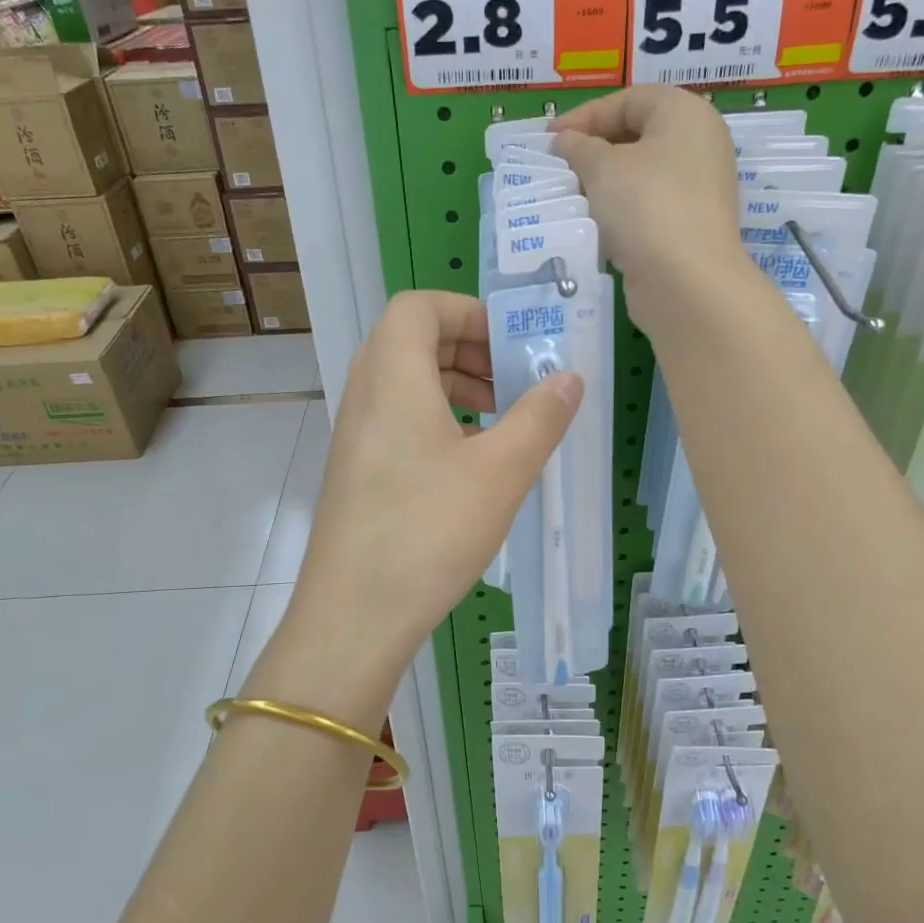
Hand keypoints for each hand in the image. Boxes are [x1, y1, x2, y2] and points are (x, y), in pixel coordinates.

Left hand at [258, 292, 582, 724]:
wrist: (354, 615)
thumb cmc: (428, 531)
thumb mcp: (501, 472)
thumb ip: (540, 417)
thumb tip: (570, 377)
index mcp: (393, 376)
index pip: (419, 307)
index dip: (468, 311)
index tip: (512, 343)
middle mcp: (366, 394)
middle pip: (412, 341)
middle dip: (470, 350)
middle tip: (514, 382)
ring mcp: (356, 435)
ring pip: (407, 383)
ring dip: (456, 387)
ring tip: (501, 423)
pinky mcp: (357, 471)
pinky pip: (399, 420)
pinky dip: (438, 421)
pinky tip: (473, 465)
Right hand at [553, 86, 746, 319]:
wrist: (686, 282)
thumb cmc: (645, 207)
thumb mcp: (602, 167)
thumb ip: (579, 147)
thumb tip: (566, 141)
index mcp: (686, 114)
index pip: (629, 100)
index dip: (585, 116)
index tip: (549, 139)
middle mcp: (700, 145)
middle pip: (637, 136)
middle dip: (594, 150)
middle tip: (559, 168)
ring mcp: (698, 189)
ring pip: (641, 175)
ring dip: (604, 184)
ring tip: (571, 197)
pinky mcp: (689, 227)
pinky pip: (647, 208)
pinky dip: (620, 212)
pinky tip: (594, 226)